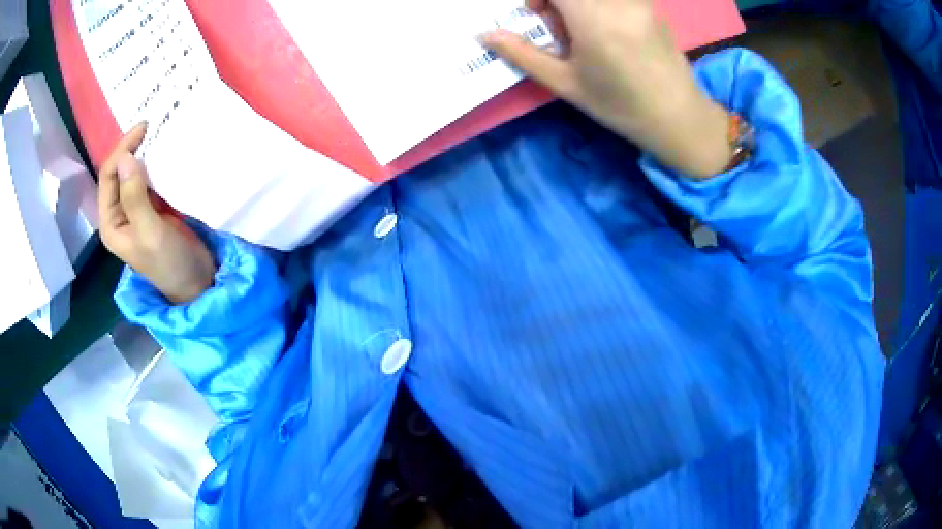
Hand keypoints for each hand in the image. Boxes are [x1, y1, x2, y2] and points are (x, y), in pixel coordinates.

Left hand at [98, 123, 215, 303]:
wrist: (196, 282)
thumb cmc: (169, 263)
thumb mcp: (150, 233)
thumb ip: (135, 198)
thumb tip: (125, 158)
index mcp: (111, 222)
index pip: (108, 177)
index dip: (122, 151)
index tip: (144, 129)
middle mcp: (119, 213)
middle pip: (118, 172)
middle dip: (131, 148)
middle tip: (151, 125)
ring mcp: (136, 209)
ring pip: (133, 173)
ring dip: (143, 153)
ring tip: (158, 133)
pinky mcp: (153, 207)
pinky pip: (149, 179)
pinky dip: (155, 163)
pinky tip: (165, 152)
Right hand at [482, 0, 732, 177]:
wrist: (679, 118)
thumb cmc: (620, 106)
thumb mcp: (566, 84)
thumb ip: (522, 54)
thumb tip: (484, 36)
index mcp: (593, 17)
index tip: (535, 13)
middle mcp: (618, 1)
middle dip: (556, 0)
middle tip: (557, 24)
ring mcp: (639, 0)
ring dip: (577, 3)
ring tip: (581, 28)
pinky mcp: (650, 4)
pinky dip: (598, 5)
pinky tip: (604, 28)